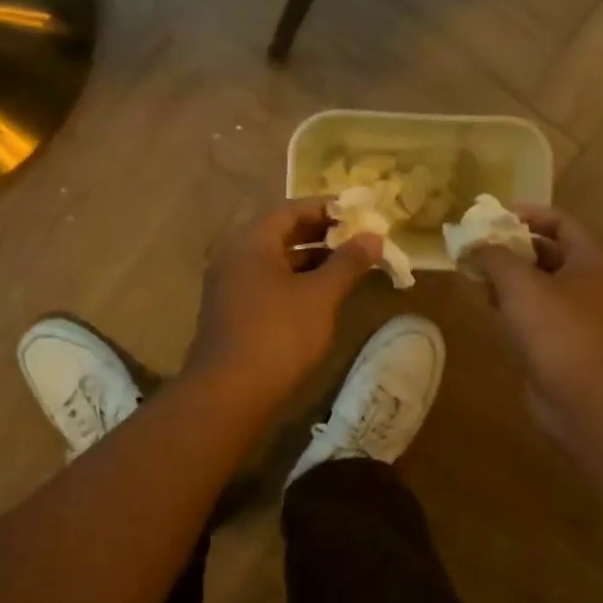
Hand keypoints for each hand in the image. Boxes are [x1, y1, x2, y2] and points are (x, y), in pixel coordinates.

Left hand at [183, 199, 382, 412]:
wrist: (229, 394)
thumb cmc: (278, 335)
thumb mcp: (320, 296)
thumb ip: (348, 262)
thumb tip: (373, 236)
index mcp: (251, 242)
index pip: (292, 209)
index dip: (327, 208)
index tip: (359, 212)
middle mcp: (235, 256)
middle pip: (282, 233)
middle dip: (322, 234)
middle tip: (358, 237)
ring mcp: (230, 285)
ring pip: (276, 260)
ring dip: (311, 259)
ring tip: (348, 265)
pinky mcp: (232, 311)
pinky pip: (268, 282)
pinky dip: (296, 281)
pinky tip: (322, 295)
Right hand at [466, 206, 602, 439]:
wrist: (586, 403)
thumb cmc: (558, 332)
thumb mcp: (520, 285)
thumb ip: (494, 257)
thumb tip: (474, 245)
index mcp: (592, 261)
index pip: (561, 222)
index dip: (527, 215)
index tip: (492, 218)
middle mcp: (593, 284)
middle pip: (550, 253)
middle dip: (512, 249)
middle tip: (478, 248)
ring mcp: (582, 317)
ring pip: (542, 286)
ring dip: (510, 278)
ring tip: (477, 276)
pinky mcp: (568, 344)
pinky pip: (540, 314)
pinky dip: (516, 306)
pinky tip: (491, 308)